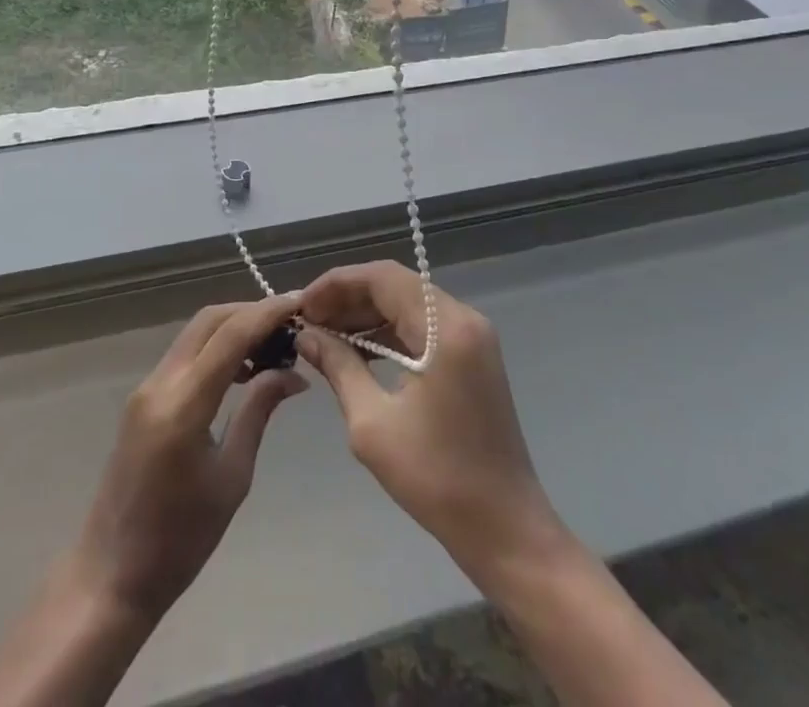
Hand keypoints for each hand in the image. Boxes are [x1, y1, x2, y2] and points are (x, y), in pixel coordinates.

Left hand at [67, 291, 308, 621]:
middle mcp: (160, 383)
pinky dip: (215, 347)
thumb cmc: (181, 539)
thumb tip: (294, 375)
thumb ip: (258, 413)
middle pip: (209, 321)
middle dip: (250, 312)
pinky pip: (184, 354)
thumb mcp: (232, 477)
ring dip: (233, 327)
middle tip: (290, 322)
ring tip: (273, 345)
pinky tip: (242, 368)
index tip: (301, 302)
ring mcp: (146, 387)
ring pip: (195, 333)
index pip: (231, 335)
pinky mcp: (142, 398)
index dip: (268, 313)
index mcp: (183, 404)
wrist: (112, 573)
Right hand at [297, 262, 567, 584]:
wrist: (505, 530)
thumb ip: (338, 366)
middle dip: (348, 298)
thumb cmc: (437, 478)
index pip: (383, 277)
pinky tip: (357, 351)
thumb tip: (306, 336)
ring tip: (324, 334)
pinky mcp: (472, 357)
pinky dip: (388, 333)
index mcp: (445, 327)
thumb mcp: (372, 423)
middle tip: (308, 320)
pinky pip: (422, 327)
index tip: (302, 305)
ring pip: (408, 304)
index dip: (337, 284)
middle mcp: (463, 319)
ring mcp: (472, 337)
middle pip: (396, 286)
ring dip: (366, 315)